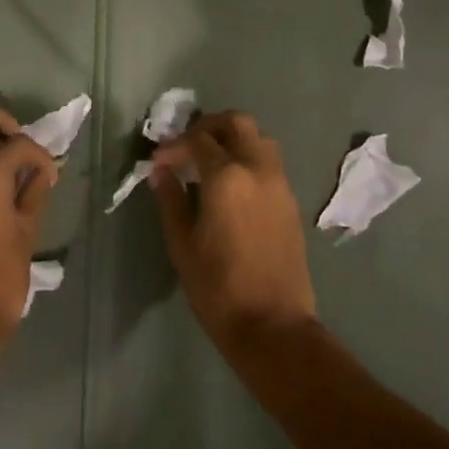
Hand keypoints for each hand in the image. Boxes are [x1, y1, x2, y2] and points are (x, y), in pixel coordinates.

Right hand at [151, 111, 316, 351]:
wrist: (273, 326)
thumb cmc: (217, 286)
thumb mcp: (182, 242)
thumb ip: (171, 198)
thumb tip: (160, 171)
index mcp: (227, 176)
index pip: (197, 139)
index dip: (174, 145)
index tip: (158, 162)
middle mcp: (258, 169)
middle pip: (236, 123)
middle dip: (209, 126)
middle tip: (187, 146)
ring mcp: (280, 184)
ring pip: (259, 139)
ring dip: (233, 140)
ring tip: (209, 164)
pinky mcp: (290, 202)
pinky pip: (269, 164)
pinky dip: (248, 160)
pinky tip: (230, 187)